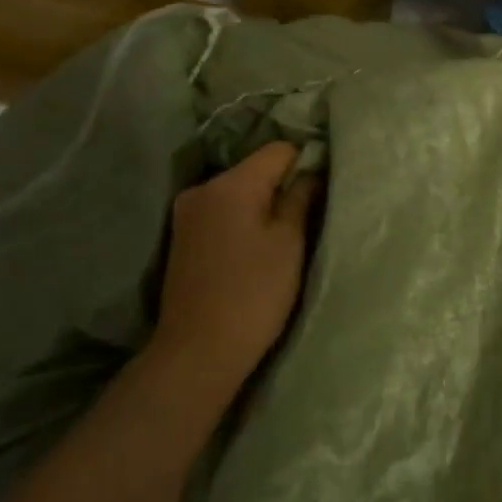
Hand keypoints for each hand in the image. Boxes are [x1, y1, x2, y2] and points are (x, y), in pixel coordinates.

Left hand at [152, 141, 319, 393]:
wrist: (197, 352)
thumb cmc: (253, 294)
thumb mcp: (288, 243)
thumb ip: (300, 197)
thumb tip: (310, 171)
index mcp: (232, 183)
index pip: (279, 150)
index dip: (305, 162)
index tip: (320, 190)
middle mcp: (203, 187)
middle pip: (254, 169)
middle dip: (280, 185)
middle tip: (305, 216)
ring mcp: (187, 211)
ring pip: (236, 191)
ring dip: (259, 204)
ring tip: (278, 236)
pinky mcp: (181, 235)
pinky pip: (220, 211)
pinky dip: (239, 219)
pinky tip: (250, 248)